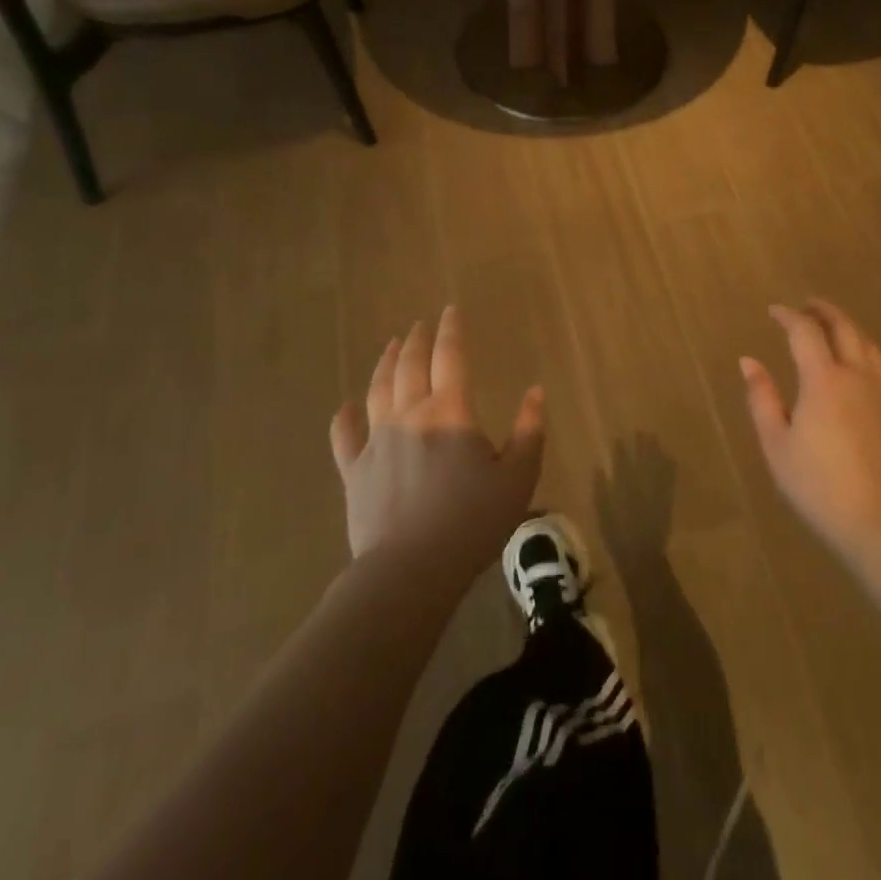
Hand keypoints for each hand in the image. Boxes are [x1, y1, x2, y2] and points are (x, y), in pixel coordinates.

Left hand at [330, 307, 544, 565]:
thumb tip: (535, 391)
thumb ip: (530, 430)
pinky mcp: (354, 471)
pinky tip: (346, 407)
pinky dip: (345, 417)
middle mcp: (409, 414)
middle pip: (410, 365)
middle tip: (419, 324)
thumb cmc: (472, 522)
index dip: (451, 329)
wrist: (410, 570)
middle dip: (416, 340)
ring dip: (385, 363)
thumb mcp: (518, 477)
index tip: (450, 309)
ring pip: (378, 389)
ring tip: (390, 346)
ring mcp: (376, 441)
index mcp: (450, 411)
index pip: (450, 356)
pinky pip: (344, 435)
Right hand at [740, 299, 880, 558]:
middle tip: (806, 305)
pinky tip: (855, 362)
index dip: (788, 316)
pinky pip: (878, 364)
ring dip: (847, 326)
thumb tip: (749, 361)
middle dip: (823, 311)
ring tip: (831, 325)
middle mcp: (856, 375)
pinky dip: (863, 349)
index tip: (773, 311)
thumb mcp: (777, 444)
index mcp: (824, 379)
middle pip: (844, 328)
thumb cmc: (817, 485)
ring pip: (866, 344)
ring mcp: (880, 392)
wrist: (878, 522)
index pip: (805, 332)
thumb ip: (762, 398)